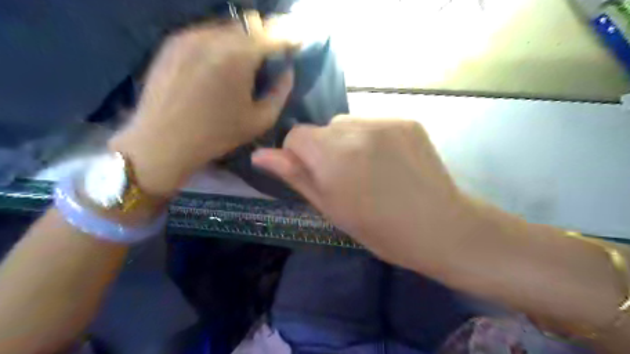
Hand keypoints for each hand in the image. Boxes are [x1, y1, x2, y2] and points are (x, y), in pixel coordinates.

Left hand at [111, 12, 295, 195]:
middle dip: (265, 36)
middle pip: (250, 24)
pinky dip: (220, 43)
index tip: (298, 41)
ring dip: (242, 39)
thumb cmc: (217, 135)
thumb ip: (280, 92)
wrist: (163, 141)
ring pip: (227, 27)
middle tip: (269, 55)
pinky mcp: (172, 42)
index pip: (273, 35)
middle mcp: (213, 37)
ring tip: (243, 62)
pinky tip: (218, 65)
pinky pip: (206, 33)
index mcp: (238, 56)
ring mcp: (189, 36)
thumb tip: (287, 72)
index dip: (289, 36)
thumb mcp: (260, 121)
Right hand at [251, 116, 482, 270]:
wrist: (439, 227)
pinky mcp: (407, 120)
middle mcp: (357, 129)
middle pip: (323, 128)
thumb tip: (259, 155)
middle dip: (325, 149)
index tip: (316, 176)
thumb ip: (295, 176)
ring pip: (348, 123)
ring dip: (348, 141)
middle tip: (346, 178)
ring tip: (369, 169)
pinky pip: (374, 122)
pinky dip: (372, 138)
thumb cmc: (379, 229)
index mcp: (333, 156)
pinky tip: (389, 161)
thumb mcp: (330, 208)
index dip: (299, 156)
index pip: (296, 135)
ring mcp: (386, 121)